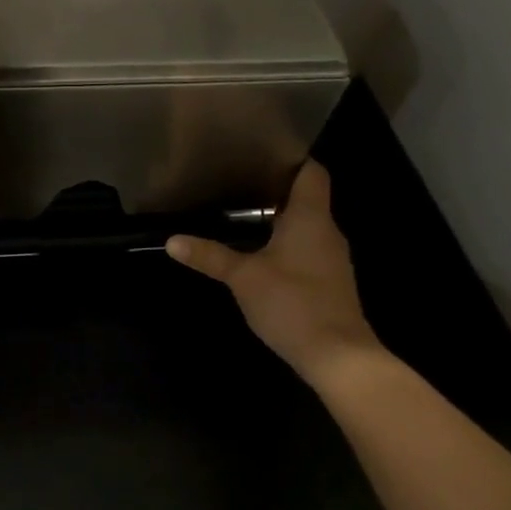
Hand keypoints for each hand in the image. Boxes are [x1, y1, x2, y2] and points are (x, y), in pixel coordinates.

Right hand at [165, 157, 379, 382]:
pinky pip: (308, 250)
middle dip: (275, 190)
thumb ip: (209, 256)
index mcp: (311, 218)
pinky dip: (287, 245)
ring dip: (280, 220)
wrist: (338, 356)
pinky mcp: (330, 282)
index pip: (311, 172)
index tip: (261, 153)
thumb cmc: (292, 303)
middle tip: (238, 183)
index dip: (291, 159)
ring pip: (307, 226)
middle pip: (307, 198)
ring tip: (242, 215)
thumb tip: (172, 240)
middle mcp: (327, 231)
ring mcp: (332, 259)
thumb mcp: (242, 277)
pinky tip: (261, 254)